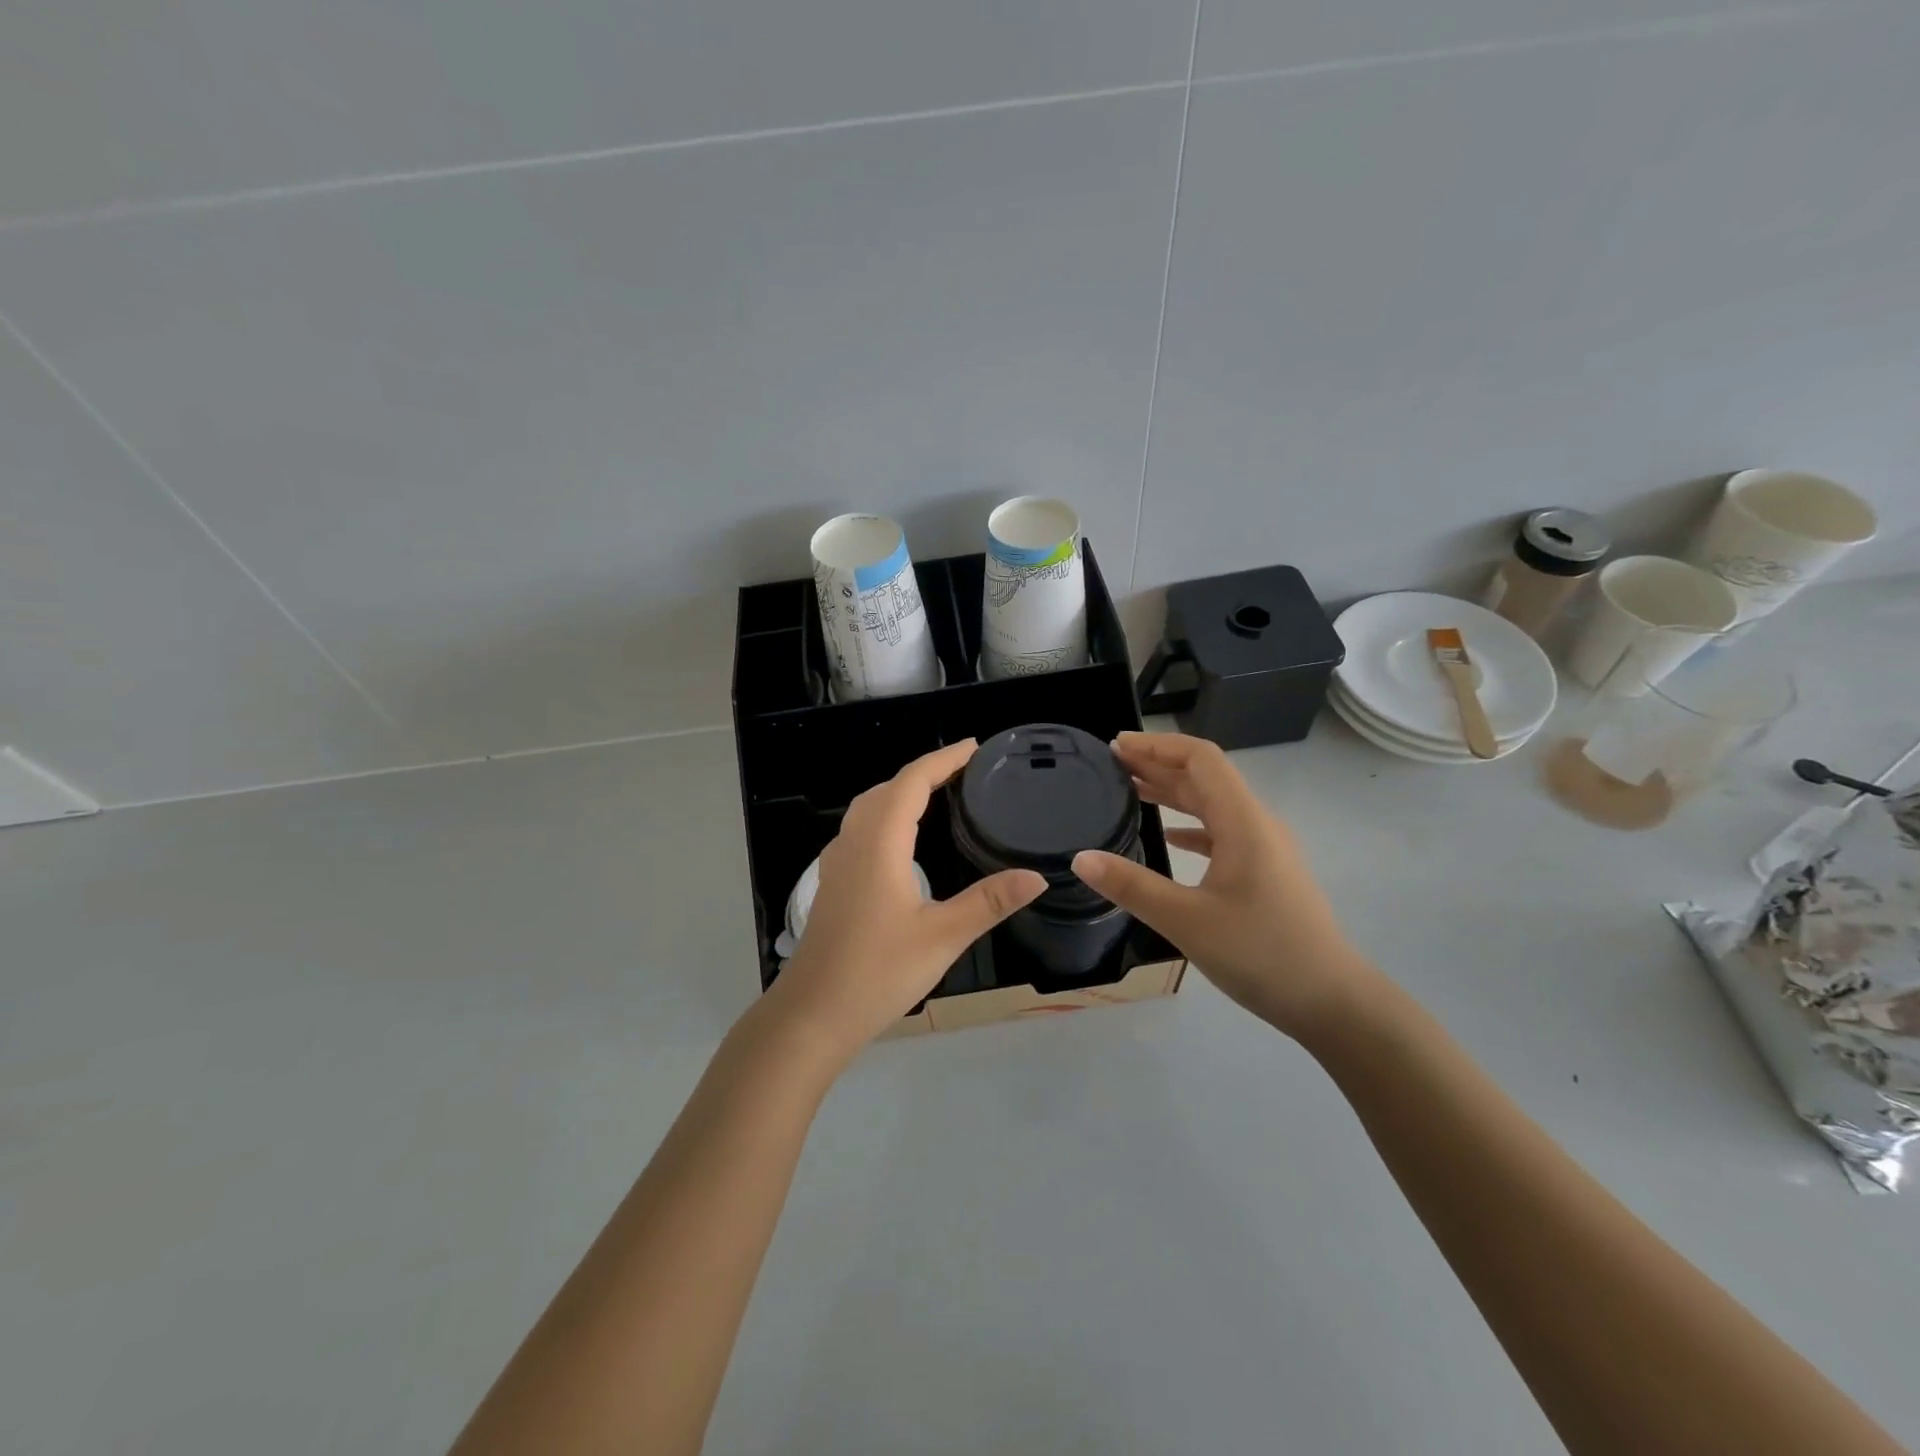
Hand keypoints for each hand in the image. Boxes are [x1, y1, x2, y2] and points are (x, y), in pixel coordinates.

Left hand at [768, 740, 1045, 1063]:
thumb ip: (989, 901)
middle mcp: (854, 841)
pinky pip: (861, 828)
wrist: (813, 1013)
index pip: (912, 782)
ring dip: (901, 791)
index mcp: (880, 843)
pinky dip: (886, 814)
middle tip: (965, 770)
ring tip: (938, 794)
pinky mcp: (833, 882)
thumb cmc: (878, 971)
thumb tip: (1037, 876)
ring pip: (869, 807)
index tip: (974, 748)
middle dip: (925, 771)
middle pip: (888, 788)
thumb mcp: (943, 936)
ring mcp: (838, 862)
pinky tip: (902, 840)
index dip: (943, 760)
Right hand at [1071, 732, 1376, 1037]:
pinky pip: (1222, 833)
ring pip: (1214, 805)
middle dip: (1158, 764)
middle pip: (1205, 777)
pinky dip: (1191, 825)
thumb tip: (1080, 858)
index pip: (1200, 759)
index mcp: (1242, 821)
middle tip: (1111, 765)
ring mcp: (1264, 849)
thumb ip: (1131, 886)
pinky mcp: (1265, 872)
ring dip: (1173, 792)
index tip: (1116, 746)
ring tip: (1131, 790)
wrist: (1331, 1000)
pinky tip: (1168, 837)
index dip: (1157, 745)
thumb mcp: (1186, 920)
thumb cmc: (1261, 952)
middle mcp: (1256, 824)